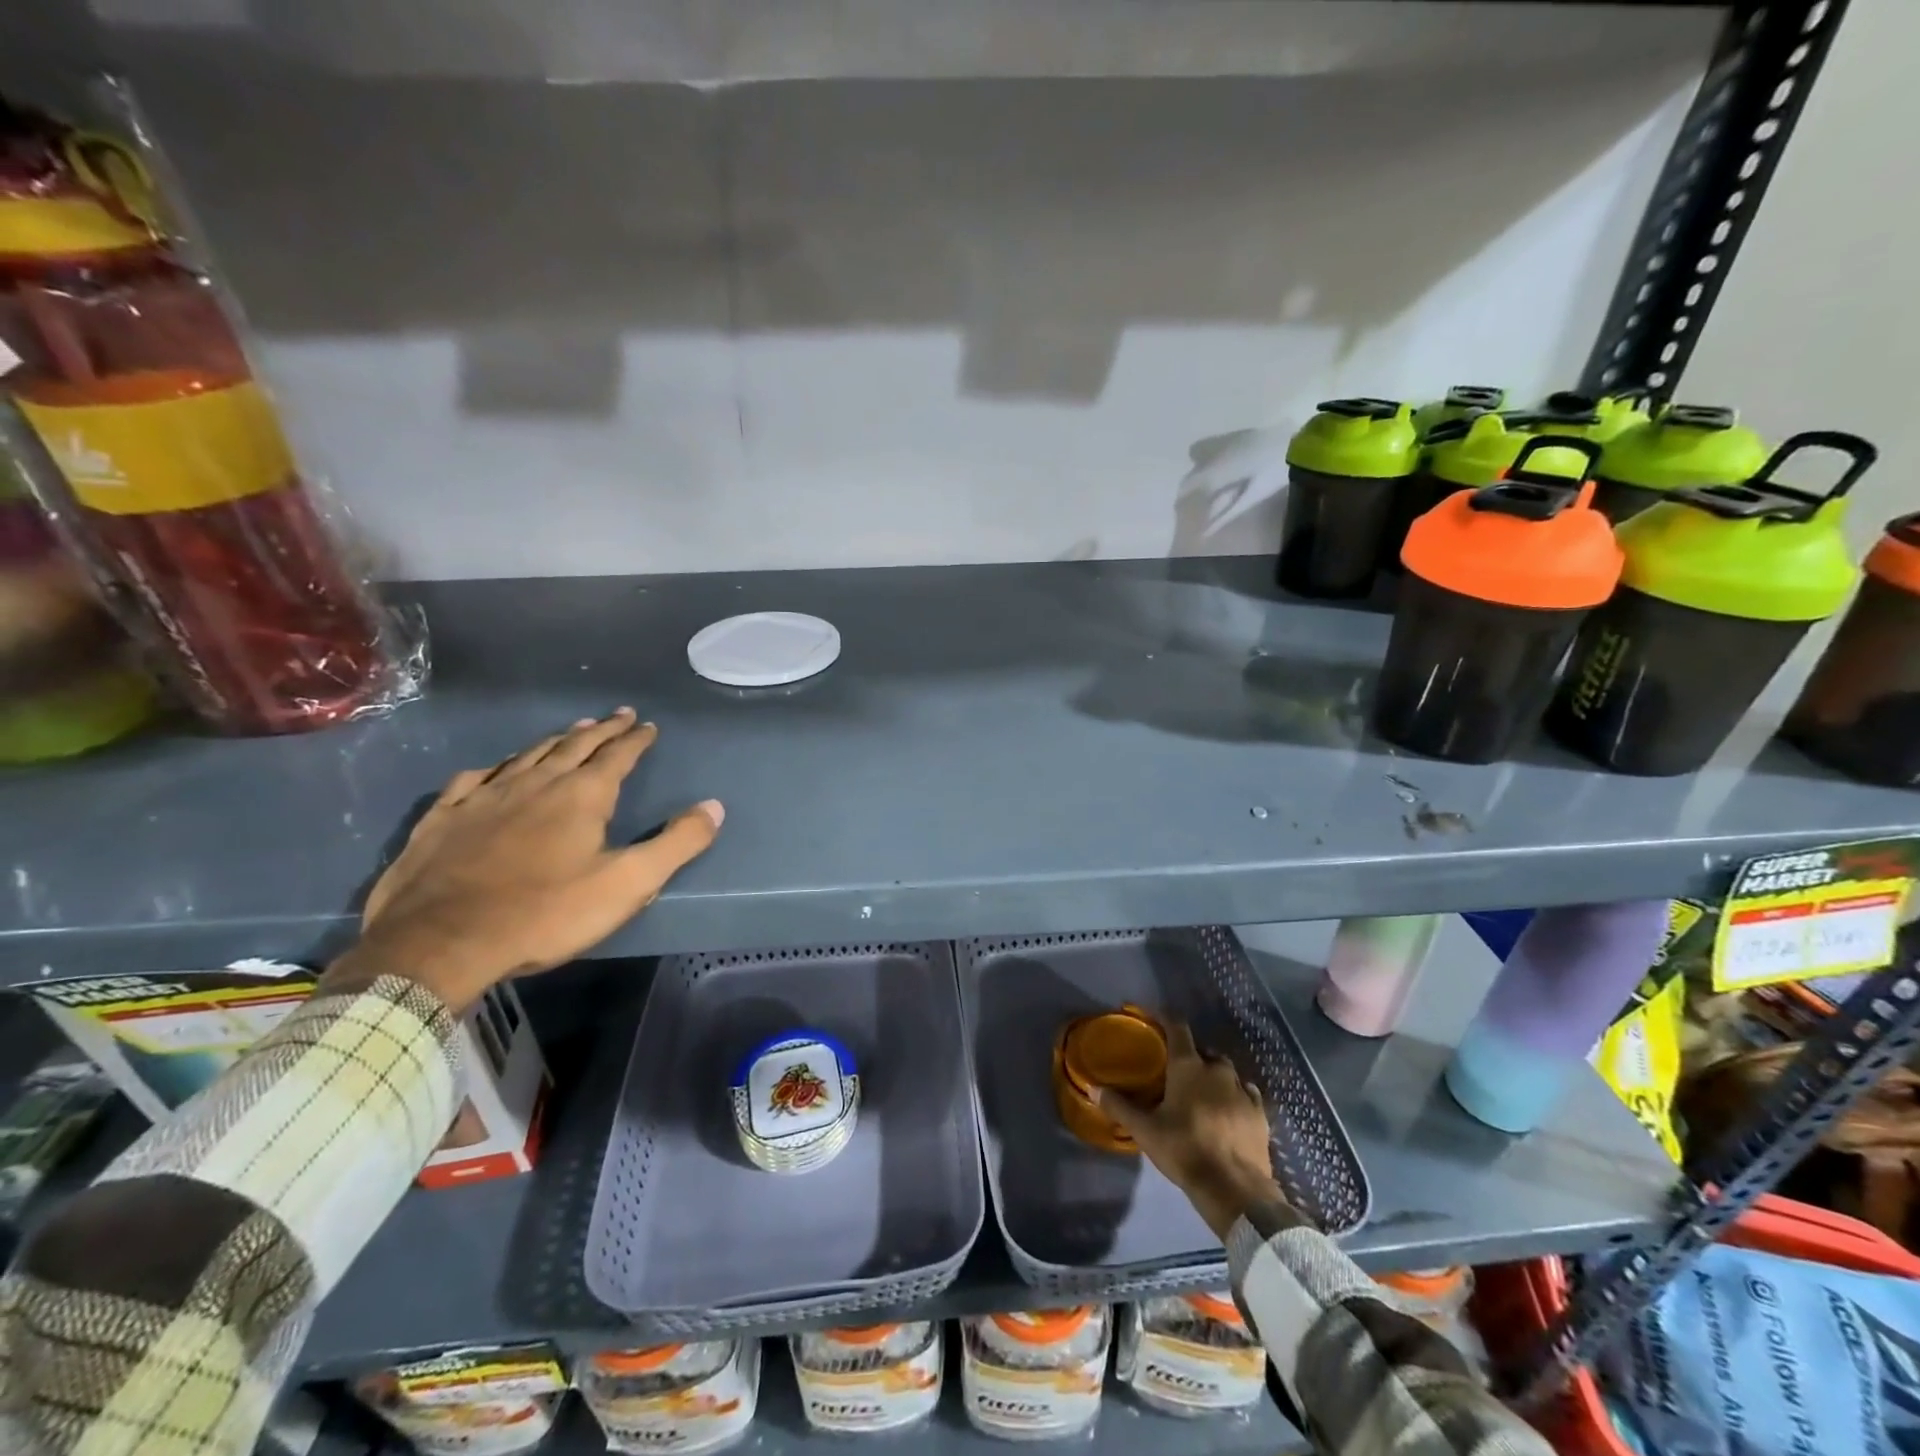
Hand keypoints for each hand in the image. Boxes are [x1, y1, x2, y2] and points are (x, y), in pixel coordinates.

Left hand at [336, 708, 722, 1011]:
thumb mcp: (627, 883)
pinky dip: (494, 769)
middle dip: (600, 729)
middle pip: (574, 745)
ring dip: (554, 740)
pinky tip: (493, 770)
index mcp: (582, 796)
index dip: (636, 739)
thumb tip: (714, 806)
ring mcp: (483, 797)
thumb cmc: (546, 914)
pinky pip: (473, 780)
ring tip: (570, 730)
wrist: (439, 943)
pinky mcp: (443, 819)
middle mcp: (535, 783)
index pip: (617, 755)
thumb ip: (676, 843)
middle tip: (618, 715)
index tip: (648, 725)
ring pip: (527, 756)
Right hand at [1093, 1022, 1283, 1239]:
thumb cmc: (1184, 1150)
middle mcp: (1217, 1069)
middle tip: (1174, 1070)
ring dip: (1212, 1075)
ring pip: (1225, 1071)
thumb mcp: (1145, 1130)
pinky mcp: (1260, 1112)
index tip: (1151, 1014)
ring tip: (1200, 1091)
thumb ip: (1118, 1106)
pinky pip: (1245, 1092)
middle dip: (1189, 1054)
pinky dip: (1234, 1094)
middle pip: (1202, 1050)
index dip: (1163, 1016)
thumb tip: (1093, 1088)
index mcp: (1188, 1066)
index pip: (1176, 1026)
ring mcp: (1243, 1090)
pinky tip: (1227, 1108)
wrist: (1235, 1189)